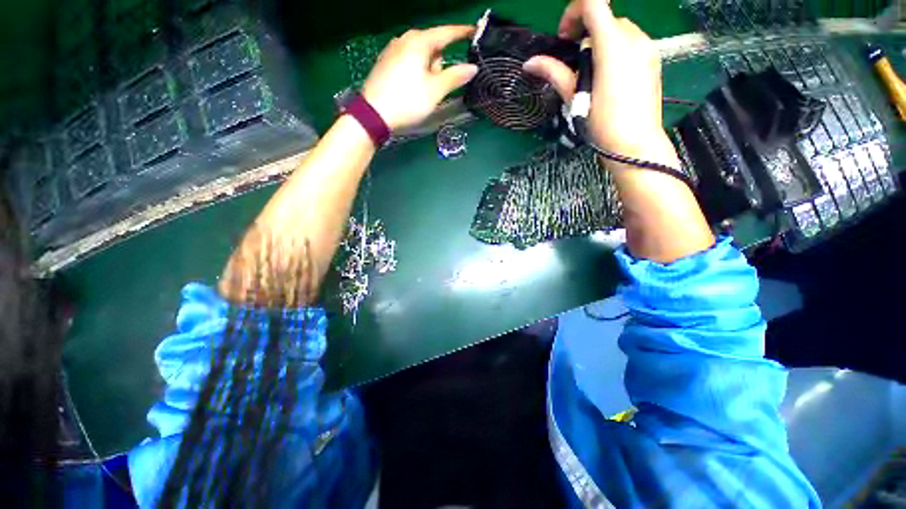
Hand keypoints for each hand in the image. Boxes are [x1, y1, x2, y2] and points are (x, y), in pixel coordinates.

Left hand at [362, 25, 477, 131]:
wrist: (374, 114)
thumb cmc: (407, 101)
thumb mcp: (435, 91)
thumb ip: (455, 77)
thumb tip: (472, 67)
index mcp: (419, 42)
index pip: (446, 32)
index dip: (462, 33)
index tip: (476, 32)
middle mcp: (404, 39)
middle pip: (433, 46)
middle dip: (440, 64)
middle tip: (438, 86)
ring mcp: (393, 50)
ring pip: (420, 56)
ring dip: (427, 70)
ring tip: (422, 92)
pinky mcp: (385, 63)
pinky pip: (408, 62)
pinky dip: (416, 72)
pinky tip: (411, 89)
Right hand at [523, 0, 663, 157]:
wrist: (635, 145)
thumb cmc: (603, 124)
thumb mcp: (575, 98)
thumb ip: (554, 73)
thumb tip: (530, 63)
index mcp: (613, 45)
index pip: (593, 2)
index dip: (573, 12)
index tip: (564, 38)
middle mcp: (634, 38)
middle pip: (605, 18)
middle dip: (585, 33)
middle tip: (575, 64)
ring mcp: (648, 48)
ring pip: (619, 30)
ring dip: (600, 43)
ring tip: (592, 75)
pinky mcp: (653, 59)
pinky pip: (631, 42)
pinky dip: (615, 51)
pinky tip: (608, 78)